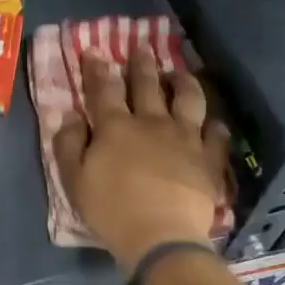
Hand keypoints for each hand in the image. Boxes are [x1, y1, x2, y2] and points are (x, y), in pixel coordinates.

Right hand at [53, 50, 228, 273]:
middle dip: (141, 64)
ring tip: (180, 73)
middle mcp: (152, 122)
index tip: (94, 52)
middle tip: (141, 47)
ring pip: (188, 99)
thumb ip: (68, 145)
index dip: (97, 69)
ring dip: (183, 82)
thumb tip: (70, 116)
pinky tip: (214, 123)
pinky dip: (214, 126)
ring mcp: (186, 138)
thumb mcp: (74, 181)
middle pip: (147, 85)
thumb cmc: (110, 211)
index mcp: (115, 127)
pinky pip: (216, 135)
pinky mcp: (209, 158)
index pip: (104, 89)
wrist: (160, 236)